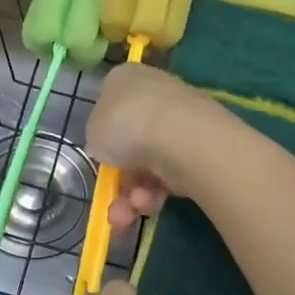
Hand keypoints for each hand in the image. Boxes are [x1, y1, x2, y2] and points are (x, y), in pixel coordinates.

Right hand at [84, 64, 230, 230]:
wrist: (180, 136)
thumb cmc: (125, 124)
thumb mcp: (93, 131)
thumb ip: (99, 138)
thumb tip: (111, 145)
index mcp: (126, 79)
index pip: (111, 104)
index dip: (103, 135)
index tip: (100, 158)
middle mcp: (155, 94)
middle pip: (131, 142)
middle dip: (120, 180)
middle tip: (112, 206)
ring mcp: (181, 121)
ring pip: (149, 165)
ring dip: (133, 196)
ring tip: (127, 214)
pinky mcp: (202, 148)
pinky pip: (171, 175)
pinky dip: (157, 194)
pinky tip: (150, 204)